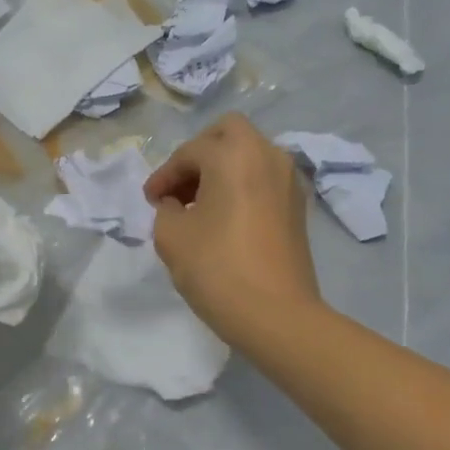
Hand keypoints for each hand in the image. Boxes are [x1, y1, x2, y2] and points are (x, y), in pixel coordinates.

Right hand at [145, 114, 321, 338]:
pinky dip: (242, 184)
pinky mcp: (298, 206)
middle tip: (179, 186)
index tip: (150, 200)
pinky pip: (264, 178)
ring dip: (222, 169)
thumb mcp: (171, 237)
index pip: (189, 152)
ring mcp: (289, 180)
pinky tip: (225, 218)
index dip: (164, 175)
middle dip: (198, 154)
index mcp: (234, 155)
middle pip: (228, 133)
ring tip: (198, 205)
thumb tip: (175, 204)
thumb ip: (165, 209)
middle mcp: (267, 155)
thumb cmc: (218, 269)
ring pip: (250, 154)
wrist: (277, 315)